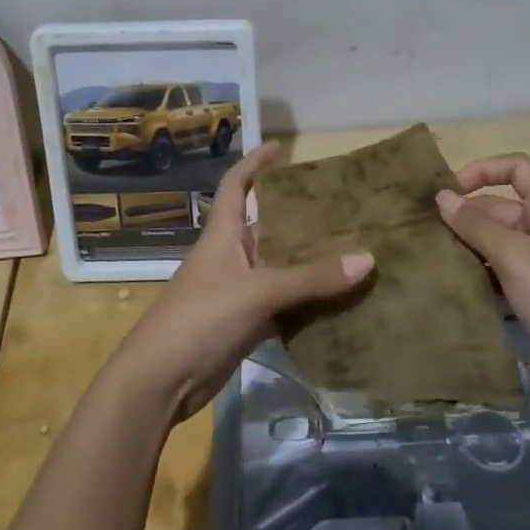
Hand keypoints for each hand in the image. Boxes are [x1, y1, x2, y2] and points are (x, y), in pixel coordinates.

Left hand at [112, 142, 373, 422]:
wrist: (161, 381)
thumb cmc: (201, 318)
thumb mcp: (257, 291)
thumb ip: (311, 277)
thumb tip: (368, 258)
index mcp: (222, 234)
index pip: (235, 186)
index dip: (254, 164)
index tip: (280, 147)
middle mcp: (230, 257)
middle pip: (267, 228)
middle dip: (299, 218)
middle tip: (343, 208)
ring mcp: (237, 292)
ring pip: (279, 269)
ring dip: (309, 264)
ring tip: (353, 250)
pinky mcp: (244, 325)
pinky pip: (282, 306)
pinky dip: (306, 304)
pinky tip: (339, 302)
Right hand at [437, 154, 529, 397]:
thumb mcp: (515, 257)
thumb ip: (476, 225)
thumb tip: (442, 196)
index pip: (517, 168)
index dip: (483, 170)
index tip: (450, 193)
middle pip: (502, 207)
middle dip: (467, 216)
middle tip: (428, 235)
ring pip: (500, 242)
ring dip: (470, 247)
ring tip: (434, 259)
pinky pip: (505, 273)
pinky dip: (483, 275)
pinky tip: (458, 288)